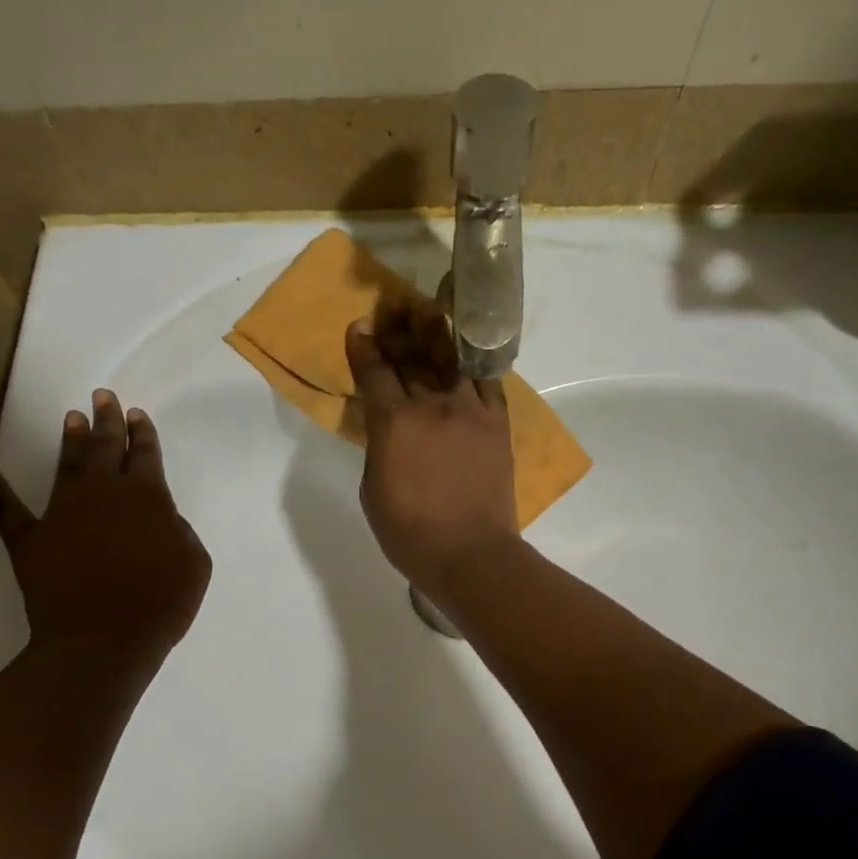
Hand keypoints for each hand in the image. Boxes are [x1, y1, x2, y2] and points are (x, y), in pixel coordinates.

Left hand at [0, 389, 210, 671]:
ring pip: (66, 464)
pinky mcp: (30, 538)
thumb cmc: (159, 604)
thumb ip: (181, 532)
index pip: (145, 454)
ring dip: (70, 439)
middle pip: (105, 447)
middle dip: (107, 419)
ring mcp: (62, 512)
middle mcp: (103, 493)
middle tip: (103, 395)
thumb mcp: (194, 564)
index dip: (142, 432)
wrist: (101, 641)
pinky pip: (8, 509)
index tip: (137, 413)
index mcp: (146, 496)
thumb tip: (164, 519)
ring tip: (71, 417)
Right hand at [345, 296, 519, 599]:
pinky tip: (467, 348)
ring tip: (428, 309)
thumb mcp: (372, 488)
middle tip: (391, 305)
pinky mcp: (497, 423)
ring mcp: (469, 410)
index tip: (360, 326)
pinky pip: (486, 381)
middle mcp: (431, 405)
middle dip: (398, 328)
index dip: (364, 347)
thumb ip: (378, 446)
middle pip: (411, 357)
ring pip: (449, 360)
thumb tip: (387, 426)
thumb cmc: (408, 531)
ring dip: (436, 332)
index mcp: (393, 422)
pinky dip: (474, 363)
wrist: (470, 553)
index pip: (374, 372)